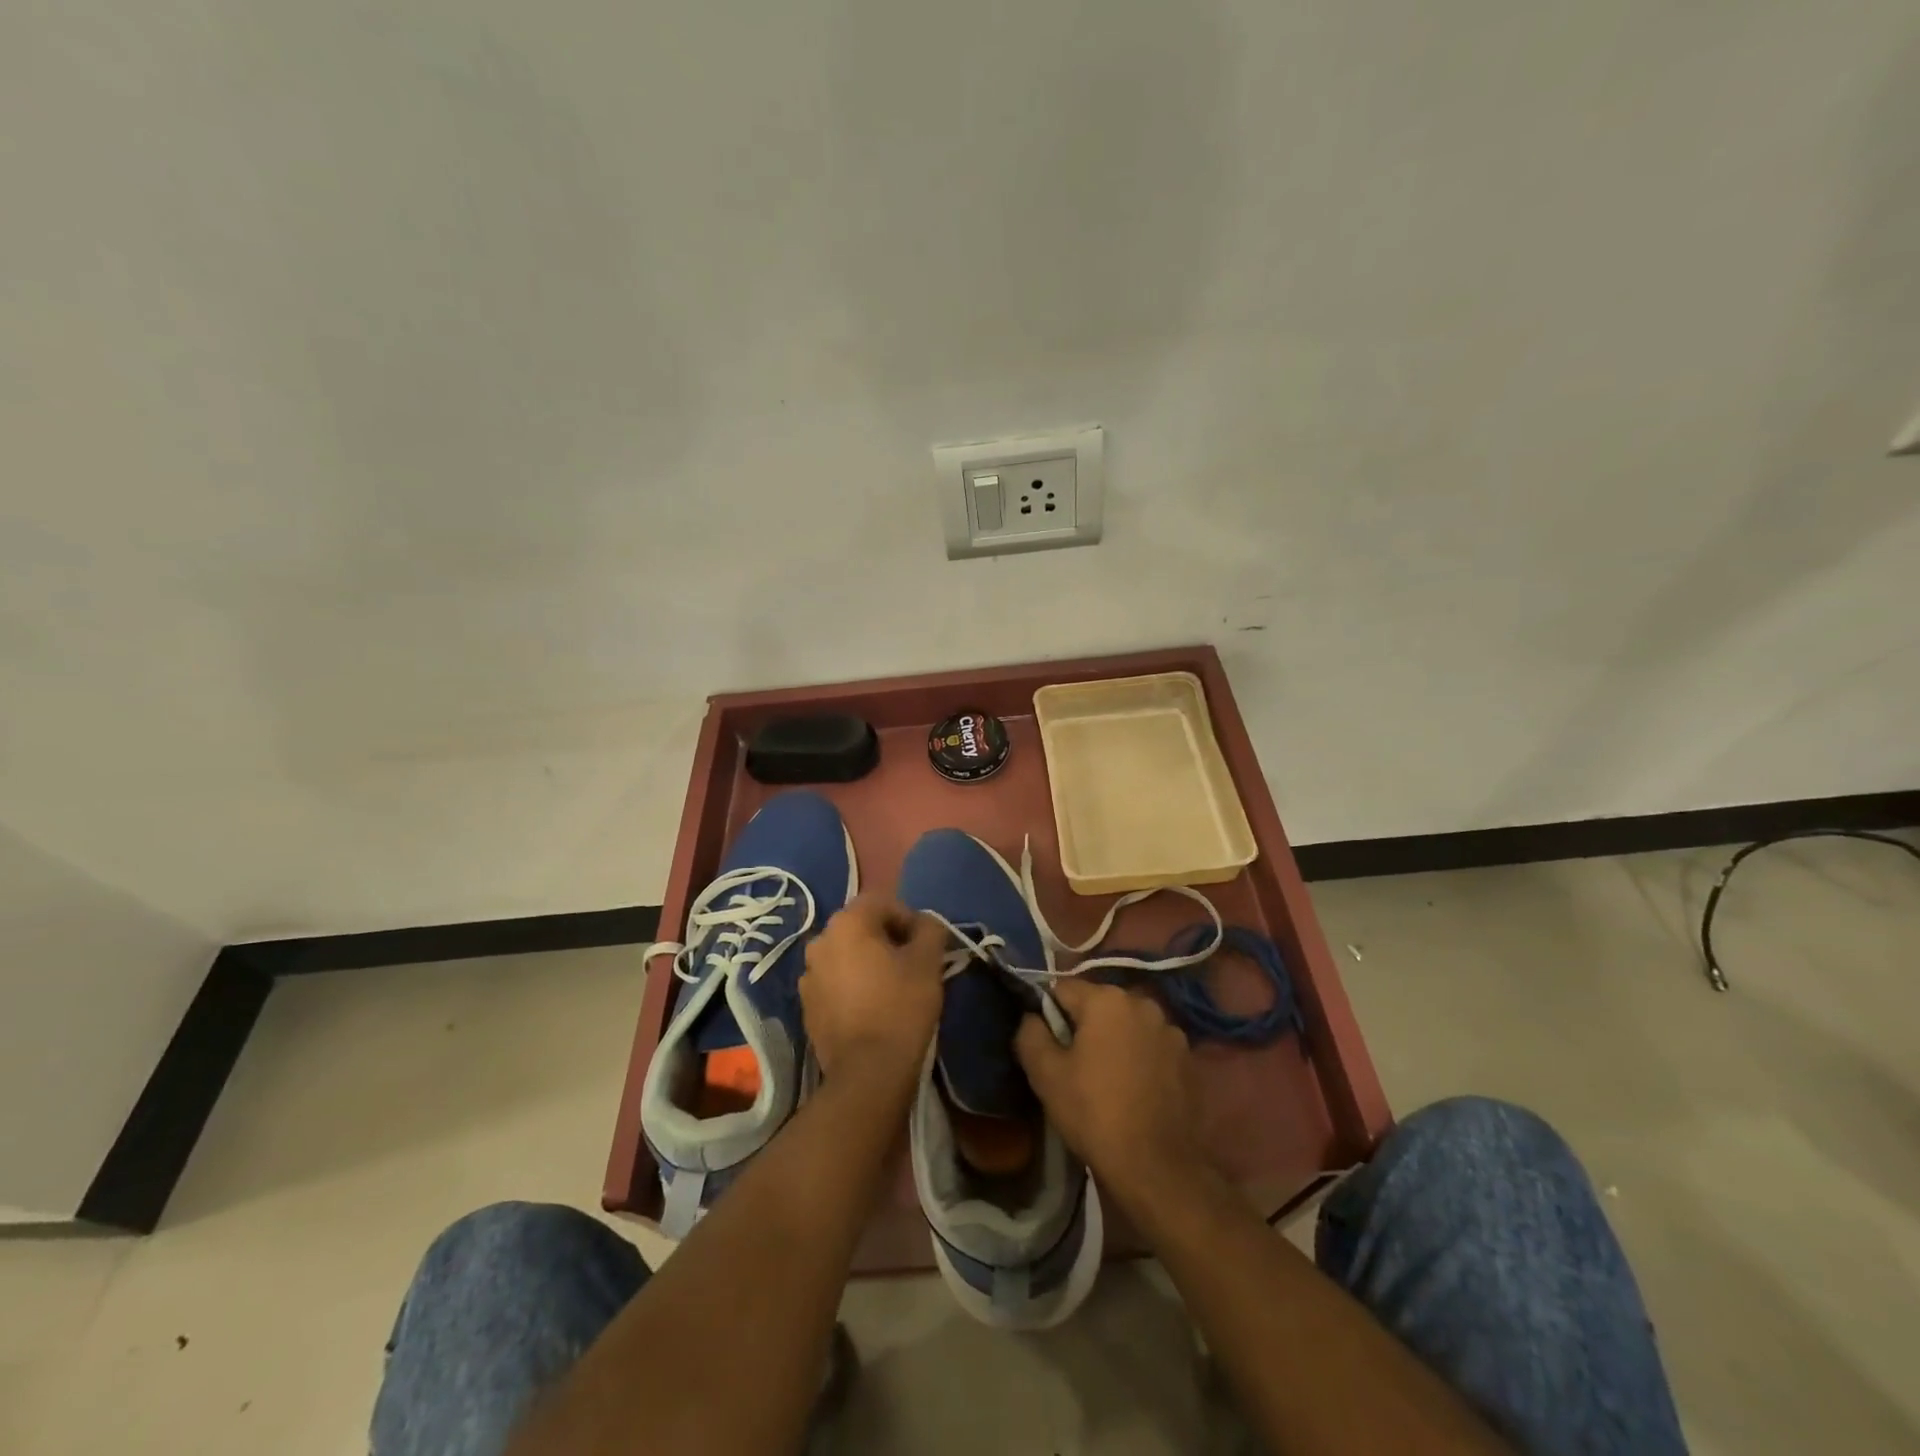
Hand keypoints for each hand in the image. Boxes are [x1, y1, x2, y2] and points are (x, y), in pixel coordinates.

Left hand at [800, 894, 944, 1086]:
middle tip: (912, 965)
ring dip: (867, 962)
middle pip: (861, 927)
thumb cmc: (901, 1007)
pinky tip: (871, 1009)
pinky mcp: (807, 1006)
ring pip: (846, 955)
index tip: (925, 947)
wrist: (868, 1072)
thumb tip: (926, 923)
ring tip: (891, 988)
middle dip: (887, 939)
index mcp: (847, 923)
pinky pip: (834, 982)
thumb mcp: (928, 962)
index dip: (909, 919)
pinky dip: (852, 986)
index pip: (883, 902)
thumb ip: (930, 929)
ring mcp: (808, 975)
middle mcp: (820, 941)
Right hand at [1016, 979, 1205, 1211]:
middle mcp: (1142, 1003)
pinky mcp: (1188, 1058)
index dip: (1048, 1013)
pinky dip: (1140, 1058)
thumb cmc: (1094, 1113)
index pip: (1063, 989)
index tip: (1046, 1044)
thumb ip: (1030, 1033)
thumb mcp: (1045, 1074)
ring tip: (1106, 1079)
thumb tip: (1033, 1016)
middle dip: (1084, 1026)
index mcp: (1107, 999)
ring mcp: (1170, 1030)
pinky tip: (1134, 1090)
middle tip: (1073, 1064)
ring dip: (1115, 1041)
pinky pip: (1151, 1046)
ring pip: (1127, 1025)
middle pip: (1099, 1005)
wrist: (1157, 1167)